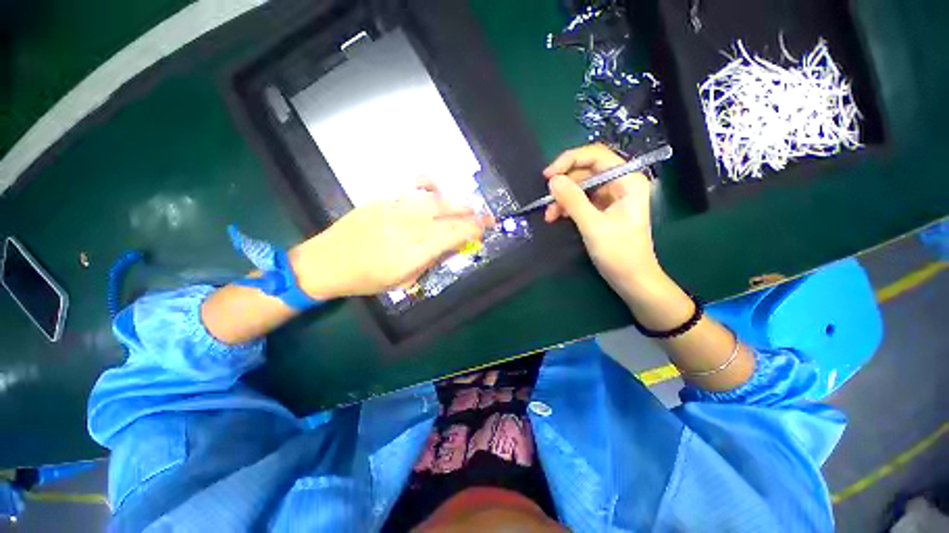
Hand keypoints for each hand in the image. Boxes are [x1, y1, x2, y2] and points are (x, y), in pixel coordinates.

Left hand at [291, 182, 490, 298]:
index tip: (484, 229)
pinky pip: (412, 188)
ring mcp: (394, 210)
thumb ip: (429, 262)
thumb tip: (451, 247)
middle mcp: (407, 228)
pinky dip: (430, 186)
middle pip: (447, 215)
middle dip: (471, 215)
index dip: (472, 230)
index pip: (452, 235)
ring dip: (456, 203)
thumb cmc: (366, 280)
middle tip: (485, 217)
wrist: (327, 262)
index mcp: (412, 253)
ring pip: (434, 200)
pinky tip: (437, 190)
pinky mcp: (383, 200)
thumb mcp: (403, 281)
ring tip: (468, 207)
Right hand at [543, 144, 662, 300]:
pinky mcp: (603, 209)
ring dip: (563, 199)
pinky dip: (568, 207)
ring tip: (550, 216)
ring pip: (580, 187)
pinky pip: (581, 200)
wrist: (632, 280)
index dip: (569, 161)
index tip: (547, 176)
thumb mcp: (593, 225)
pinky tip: (558, 217)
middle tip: (546, 201)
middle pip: (586, 171)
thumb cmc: (619, 253)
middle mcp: (620, 183)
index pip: (595, 155)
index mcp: (627, 180)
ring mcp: (611, 197)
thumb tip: (552, 180)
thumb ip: (573, 200)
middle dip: (564, 185)